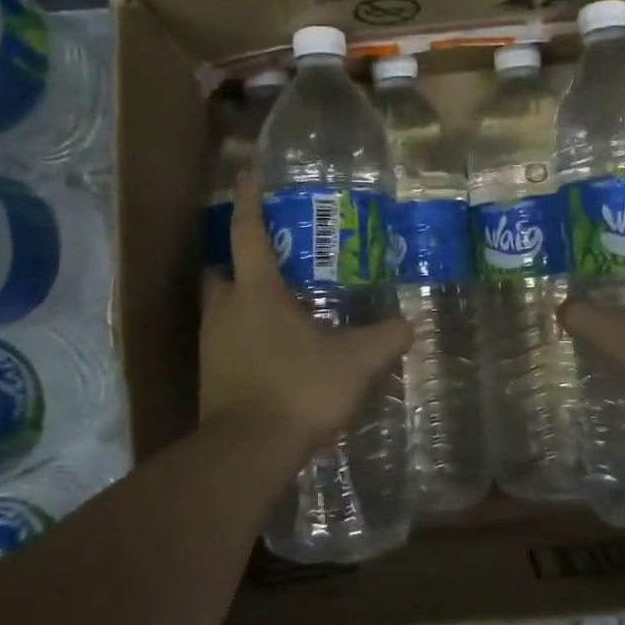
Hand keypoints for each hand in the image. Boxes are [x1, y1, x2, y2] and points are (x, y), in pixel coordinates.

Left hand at [200, 174, 413, 457]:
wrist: (248, 451)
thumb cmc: (299, 390)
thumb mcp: (356, 362)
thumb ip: (387, 338)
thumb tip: (413, 324)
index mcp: (256, 292)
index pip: (248, 233)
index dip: (249, 201)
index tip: (245, 173)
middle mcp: (225, 310)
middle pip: (223, 270)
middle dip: (240, 259)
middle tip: (272, 259)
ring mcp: (212, 344)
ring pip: (220, 306)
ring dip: (242, 299)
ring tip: (279, 305)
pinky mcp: (210, 375)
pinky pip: (224, 339)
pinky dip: (243, 334)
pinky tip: (273, 349)